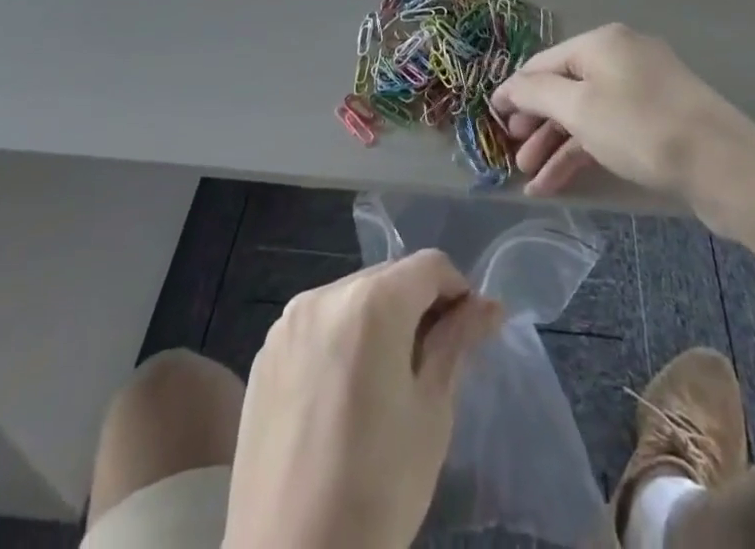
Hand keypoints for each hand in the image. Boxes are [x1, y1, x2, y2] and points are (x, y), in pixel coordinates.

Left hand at [224, 250, 502, 548]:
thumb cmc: (376, 489)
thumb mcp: (431, 414)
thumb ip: (456, 343)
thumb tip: (489, 306)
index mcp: (371, 303)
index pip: (430, 266)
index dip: (458, 292)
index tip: (468, 333)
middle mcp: (325, 295)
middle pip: (388, 278)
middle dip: (418, 305)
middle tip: (433, 361)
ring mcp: (288, 323)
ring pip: (352, 299)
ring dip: (379, 322)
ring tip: (387, 382)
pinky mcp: (266, 354)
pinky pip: (318, 326)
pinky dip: (341, 341)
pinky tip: (344, 395)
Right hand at [492, 23, 754, 206]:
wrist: (726, 166)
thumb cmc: (641, 129)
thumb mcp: (579, 108)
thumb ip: (536, 94)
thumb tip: (508, 86)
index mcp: (601, 42)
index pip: (543, 62)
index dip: (515, 90)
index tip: (492, 119)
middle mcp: (621, 56)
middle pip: (565, 87)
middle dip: (537, 123)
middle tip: (514, 156)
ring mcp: (644, 88)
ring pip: (587, 113)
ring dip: (557, 145)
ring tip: (533, 182)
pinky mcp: (660, 119)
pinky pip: (610, 129)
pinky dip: (585, 152)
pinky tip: (561, 184)